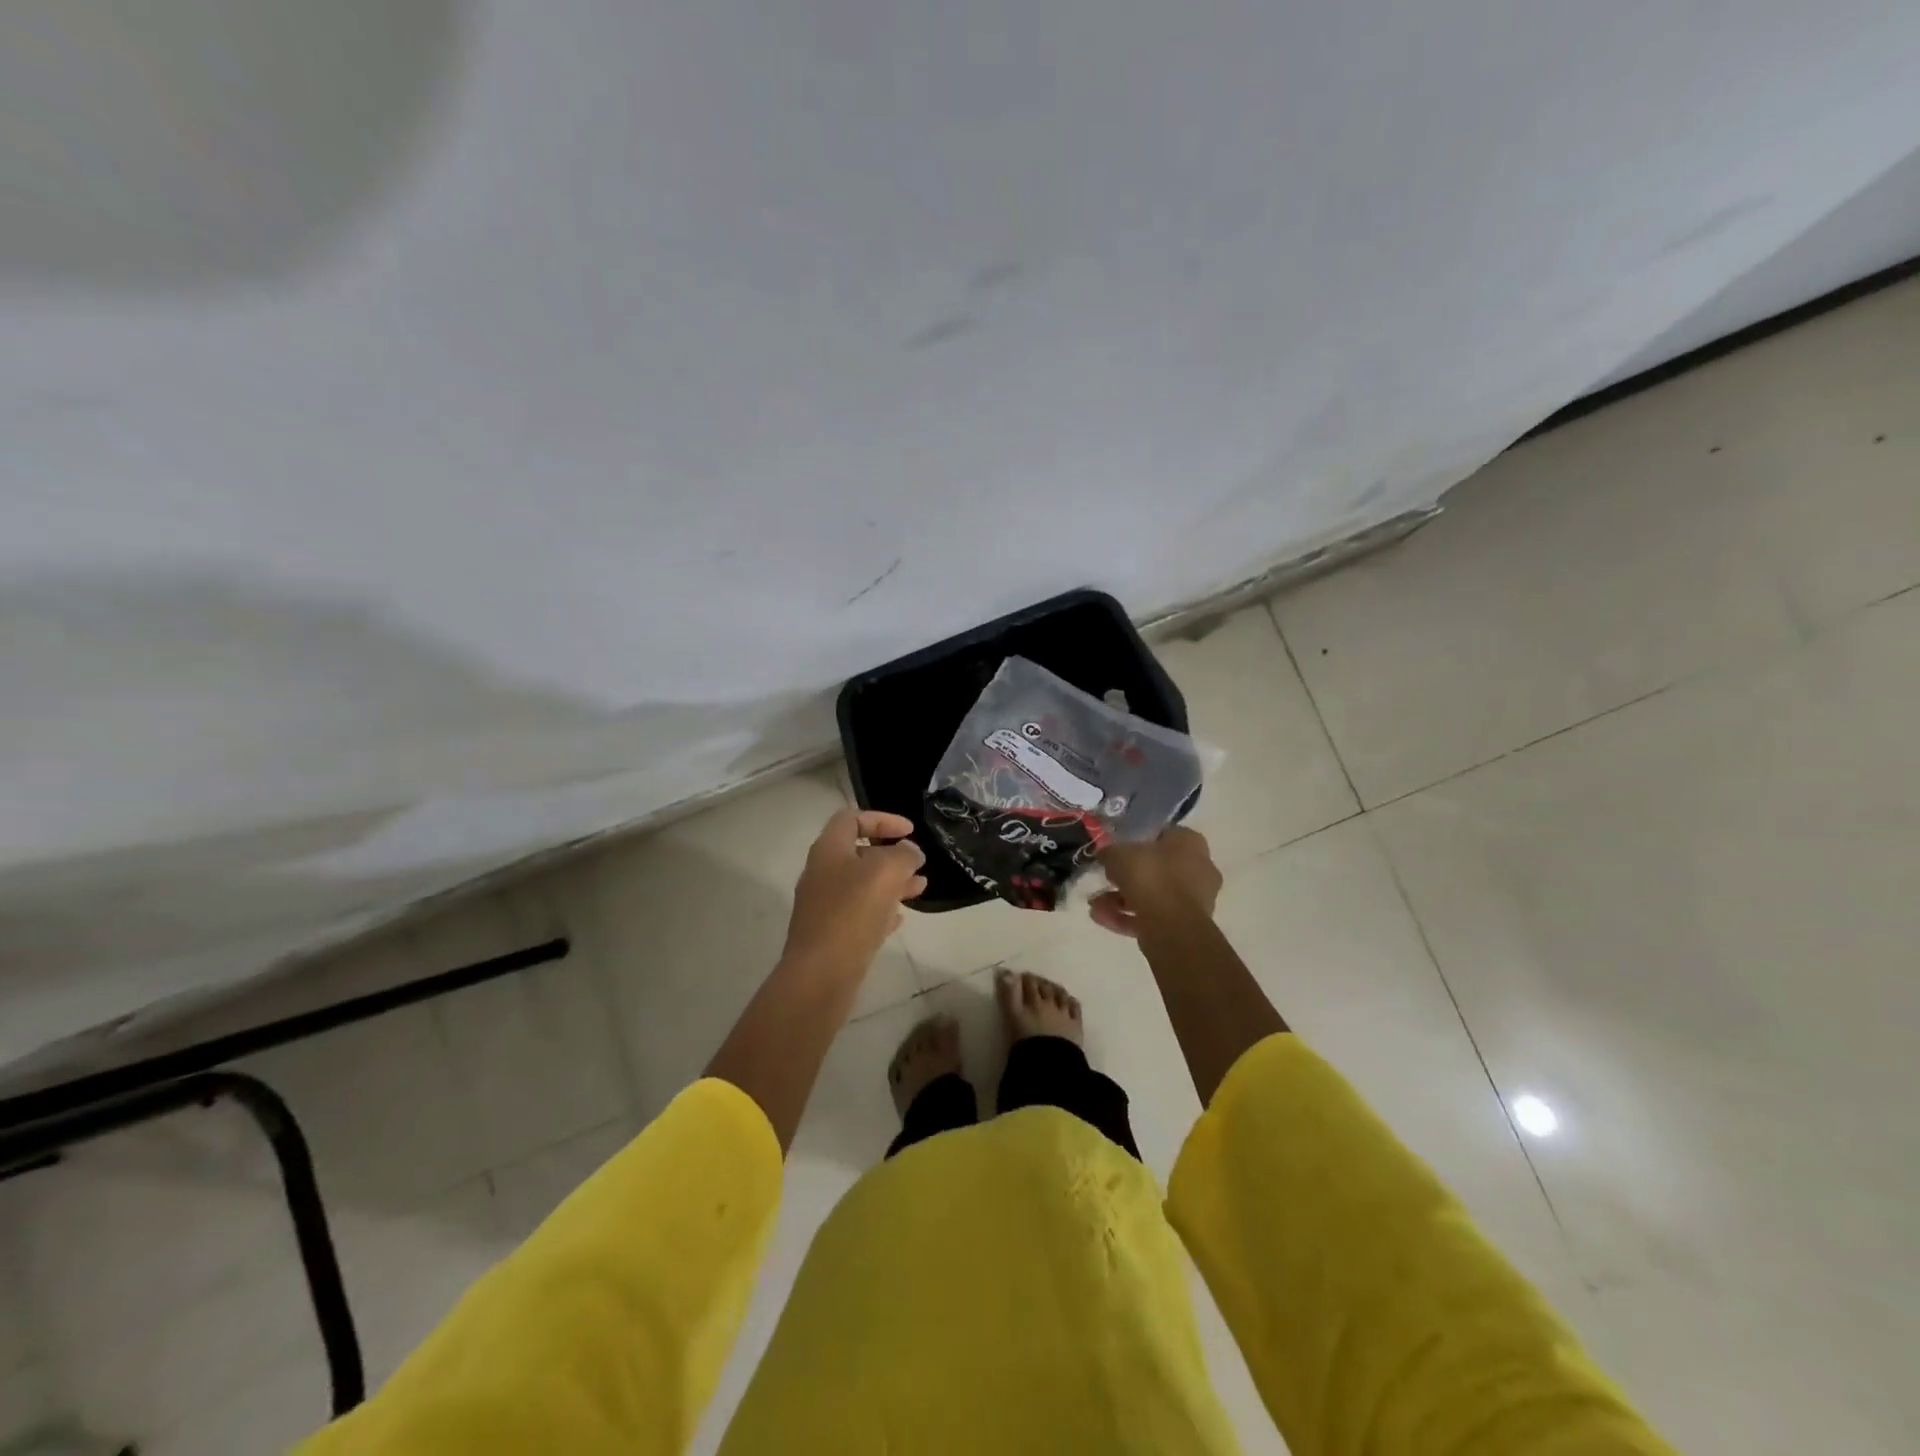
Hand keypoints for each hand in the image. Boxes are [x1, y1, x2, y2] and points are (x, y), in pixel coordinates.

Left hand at [782, 808, 927, 976]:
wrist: (821, 974)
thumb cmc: (852, 913)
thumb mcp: (886, 872)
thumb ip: (903, 855)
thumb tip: (909, 852)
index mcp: (829, 850)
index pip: (853, 818)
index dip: (883, 819)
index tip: (910, 831)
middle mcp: (822, 873)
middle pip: (858, 853)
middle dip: (892, 855)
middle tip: (918, 863)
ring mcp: (824, 905)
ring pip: (862, 884)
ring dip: (892, 882)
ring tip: (920, 889)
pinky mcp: (830, 933)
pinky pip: (859, 913)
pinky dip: (881, 910)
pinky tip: (899, 919)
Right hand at [1090, 826, 1221, 937]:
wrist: (1171, 925)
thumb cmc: (1150, 876)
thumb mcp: (1119, 854)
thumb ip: (1110, 852)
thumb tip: (1105, 855)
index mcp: (1190, 843)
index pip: (1164, 835)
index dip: (1138, 841)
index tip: (1118, 851)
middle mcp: (1200, 868)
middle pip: (1157, 868)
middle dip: (1127, 876)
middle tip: (1106, 878)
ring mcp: (1195, 899)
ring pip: (1153, 895)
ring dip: (1122, 899)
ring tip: (1095, 904)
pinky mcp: (1185, 926)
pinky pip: (1152, 916)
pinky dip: (1127, 917)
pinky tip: (1101, 918)